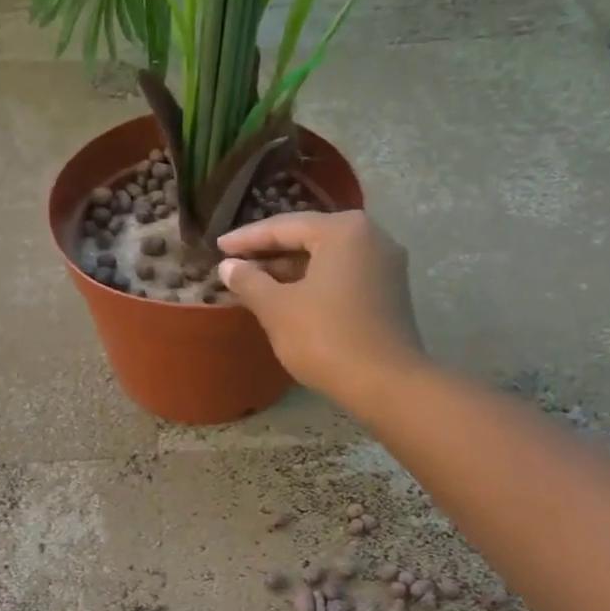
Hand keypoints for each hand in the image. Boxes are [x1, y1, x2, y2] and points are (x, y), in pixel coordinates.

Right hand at [216, 211, 424, 403]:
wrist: (385, 384)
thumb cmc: (326, 338)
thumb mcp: (277, 309)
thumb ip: (249, 281)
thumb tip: (228, 266)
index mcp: (343, 230)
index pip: (284, 226)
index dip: (247, 238)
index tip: (219, 246)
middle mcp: (371, 237)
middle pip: (309, 238)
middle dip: (271, 253)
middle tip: (236, 265)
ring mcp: (385, 264)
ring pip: (327, 259)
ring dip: (291, 270)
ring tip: (256, 284)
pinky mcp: (390, 291)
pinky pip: (343, 276)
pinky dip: (314, 283)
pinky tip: (290, 299)